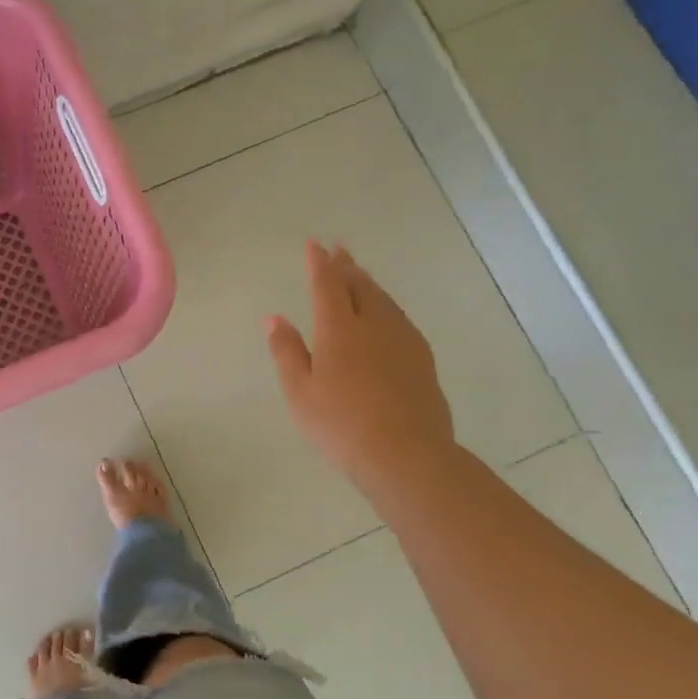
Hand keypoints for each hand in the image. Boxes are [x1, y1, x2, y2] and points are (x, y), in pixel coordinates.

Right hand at [266, 240, 454, 489]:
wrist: (406, 454)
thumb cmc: (340, 424)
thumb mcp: (299, 391)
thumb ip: (286, 351)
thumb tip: (275, 318)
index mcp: (338, 329)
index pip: (327, 285)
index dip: (319, 263)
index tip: (314, 244)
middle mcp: (373, 325)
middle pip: (360, 286)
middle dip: (347, 267)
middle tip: (339, 250)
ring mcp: (403, 341)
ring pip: (384, 301)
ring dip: (369, 283)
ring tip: (360, 275)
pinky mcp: (422, 360)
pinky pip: (400, 318)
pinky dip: (387, 306)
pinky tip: (387, 315)